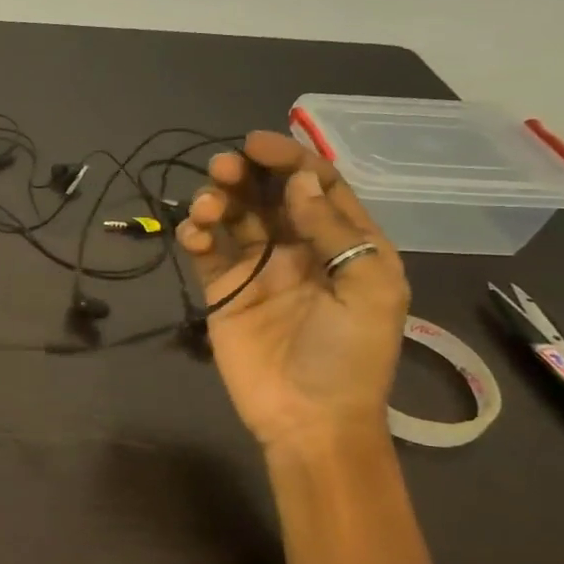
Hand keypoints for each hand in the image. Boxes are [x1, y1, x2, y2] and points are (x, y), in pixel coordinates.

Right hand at [176, 130, 407, 452]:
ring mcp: (257, 269)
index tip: (257, 144)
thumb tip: (300, 181)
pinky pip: (206, 250)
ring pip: (233, 217)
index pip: (316, 186)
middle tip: (224, 167)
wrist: (309, 418)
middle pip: (268, 195)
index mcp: (343, 243)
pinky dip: (196, 234)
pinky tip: (195, 234)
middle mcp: (298, 247)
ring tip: (207, 205)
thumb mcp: (368, 288)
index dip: (290, 160)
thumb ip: (334, 231)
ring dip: (217, 199)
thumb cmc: (350, 354)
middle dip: (246, 173)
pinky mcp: (222, 290)